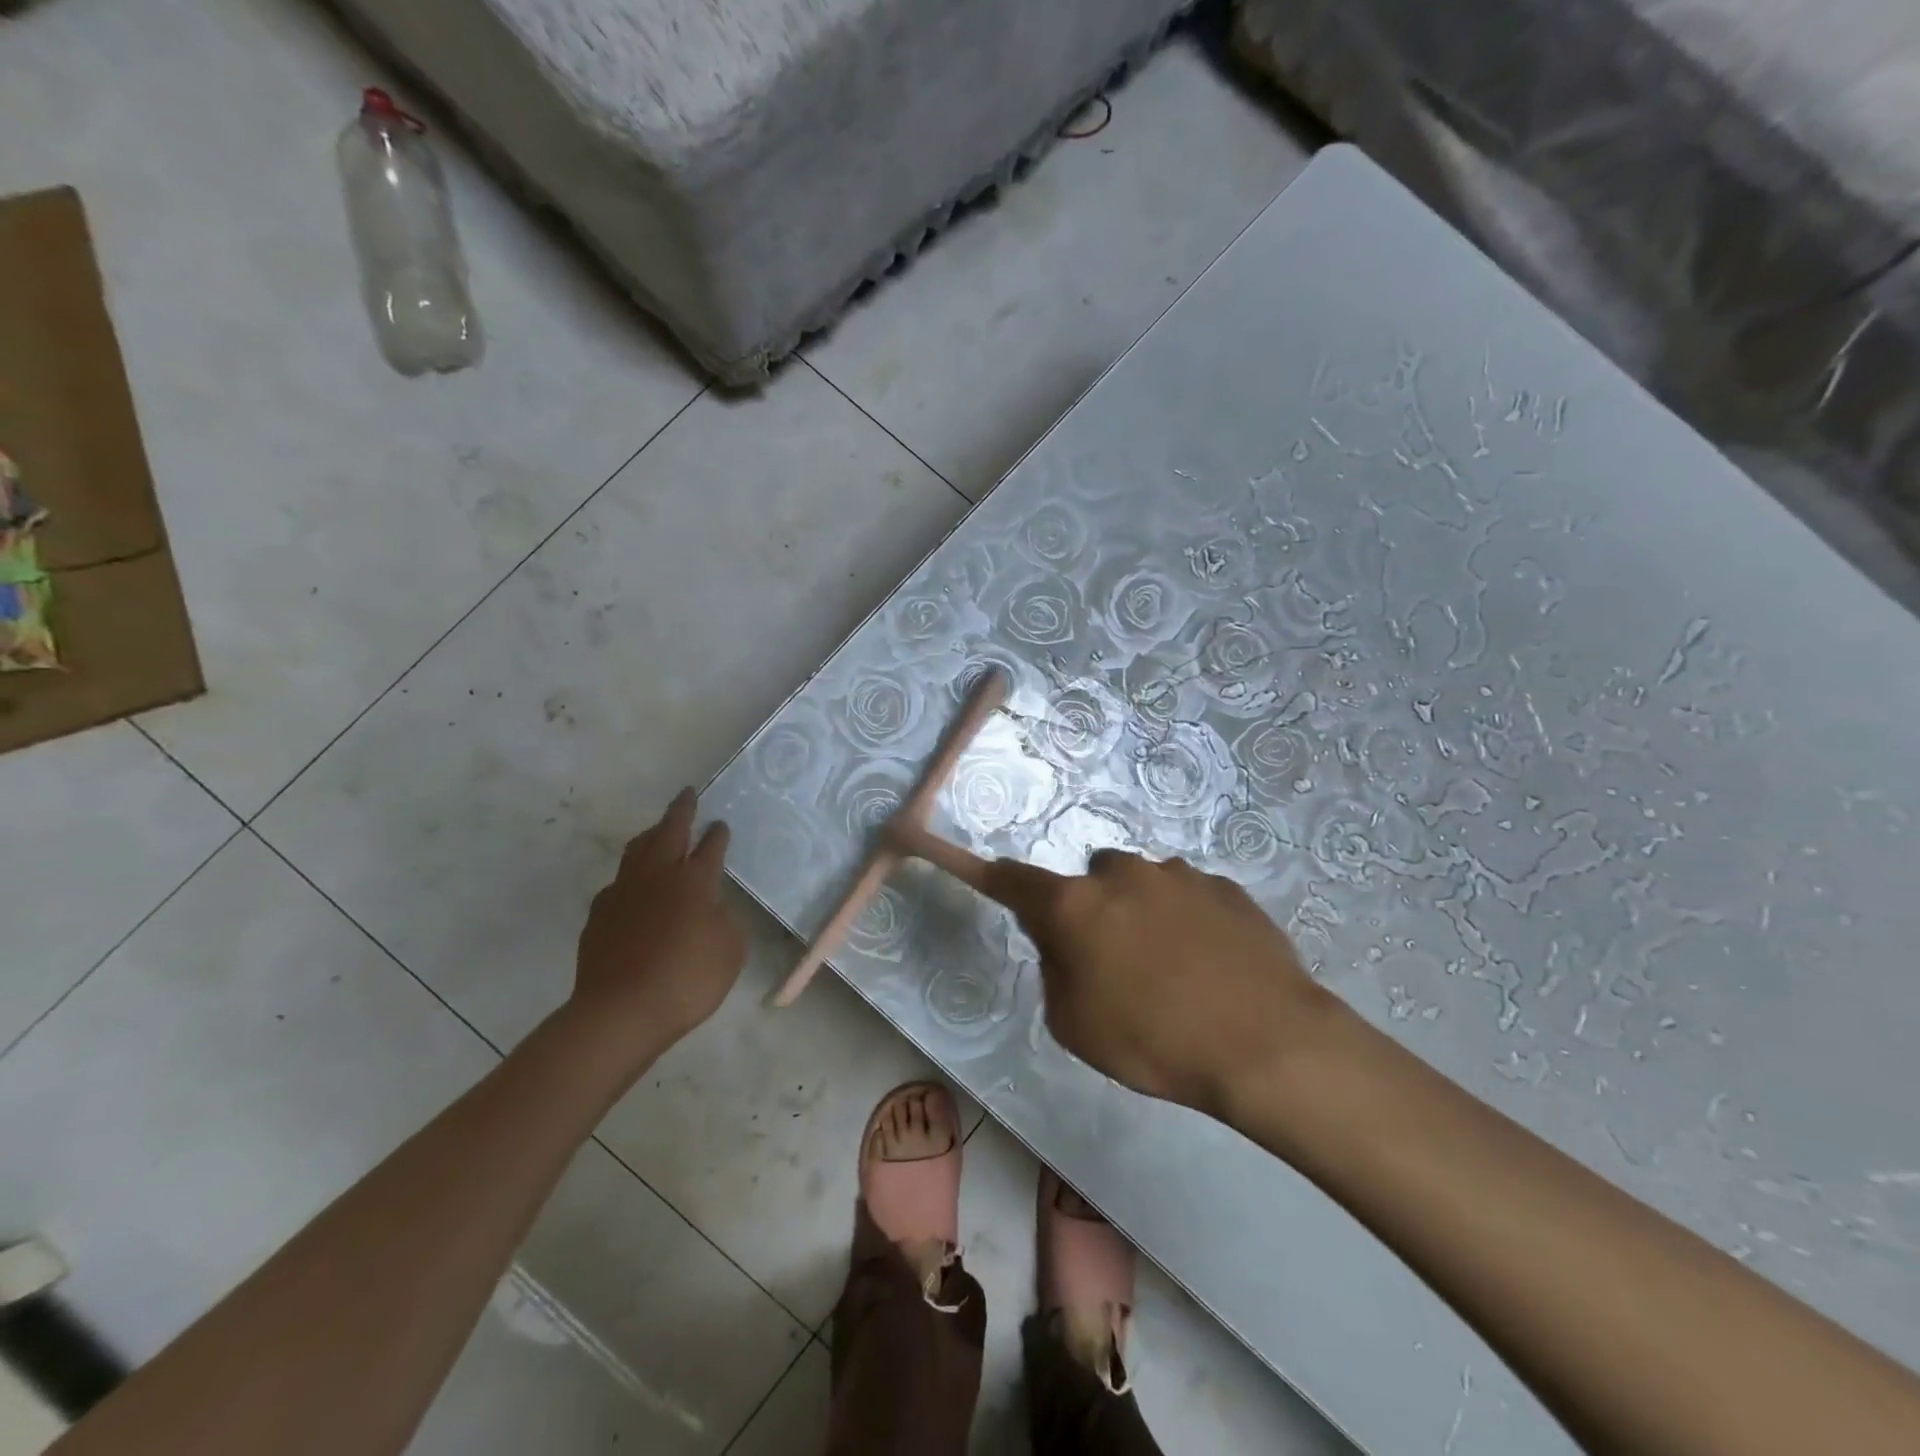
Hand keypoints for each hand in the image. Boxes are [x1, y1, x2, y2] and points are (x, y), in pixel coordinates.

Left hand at [568, 789, 746, 1070]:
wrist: (620, 1013)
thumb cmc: (687, 980)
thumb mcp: (730, 951)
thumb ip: (725, 921)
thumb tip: (711, 907)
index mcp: (694, 881)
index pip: (710, 847)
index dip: (717, 834)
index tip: (720, 824)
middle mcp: (657, 876)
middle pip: (669, 832)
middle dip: (681, 811)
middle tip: (687, 795)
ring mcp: (623, 893)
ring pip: (637, 850)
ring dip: (651, 835)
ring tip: (658, 830)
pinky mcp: (598, 915)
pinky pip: (618, 883)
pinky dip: (631, 875)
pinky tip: (633, 887)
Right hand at [981, 851, 1338, 1115]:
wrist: (1268, 1044)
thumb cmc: (1156, 1042)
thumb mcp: (1076, 1026)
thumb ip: (1055, 972)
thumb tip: (1064, 945)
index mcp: (1076, 906)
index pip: (1016, 880)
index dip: (995, 878)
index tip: (986, 873)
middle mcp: (1123, 875)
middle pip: (1091, 879)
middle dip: (1093, 907)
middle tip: (1114, 957)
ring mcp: (1178, 875)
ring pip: (1142, 883)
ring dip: (1142, 911)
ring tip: (1174, 966)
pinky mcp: (1225, 886)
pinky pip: (1188, 895)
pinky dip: (1187, 918)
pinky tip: (1211, 963)